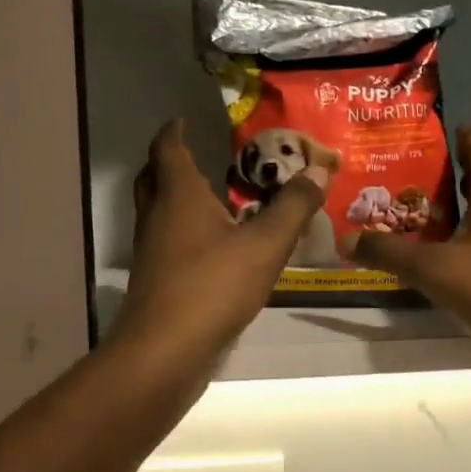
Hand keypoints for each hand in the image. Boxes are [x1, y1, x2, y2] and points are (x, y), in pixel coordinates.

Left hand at [113, 119, 325, 362]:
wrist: (165, 351)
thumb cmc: (213, 286)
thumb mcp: (265, 244)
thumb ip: (293, 207)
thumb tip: (319, 171)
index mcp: (178, 196)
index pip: (168, 148)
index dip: (174, 131)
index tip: (183, 120)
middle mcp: (156, 217)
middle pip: (153, 178)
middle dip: (170, 162)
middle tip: (195, 155)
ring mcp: (151, 251)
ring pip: (158, 213)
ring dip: (176, 199)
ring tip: (211, 198)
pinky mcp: (156, 282)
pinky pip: (167, 243)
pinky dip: (184, 233)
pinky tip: (213, 248)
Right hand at [353, 128, 470, 355]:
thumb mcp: (435, 270)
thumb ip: (391, 253)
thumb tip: (347, 239)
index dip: (465, 139)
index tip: (442, 132)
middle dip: (453, 177)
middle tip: (414, 177)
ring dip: (460, 211)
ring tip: (422, 216)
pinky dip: (469, 241)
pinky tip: (446, 258)